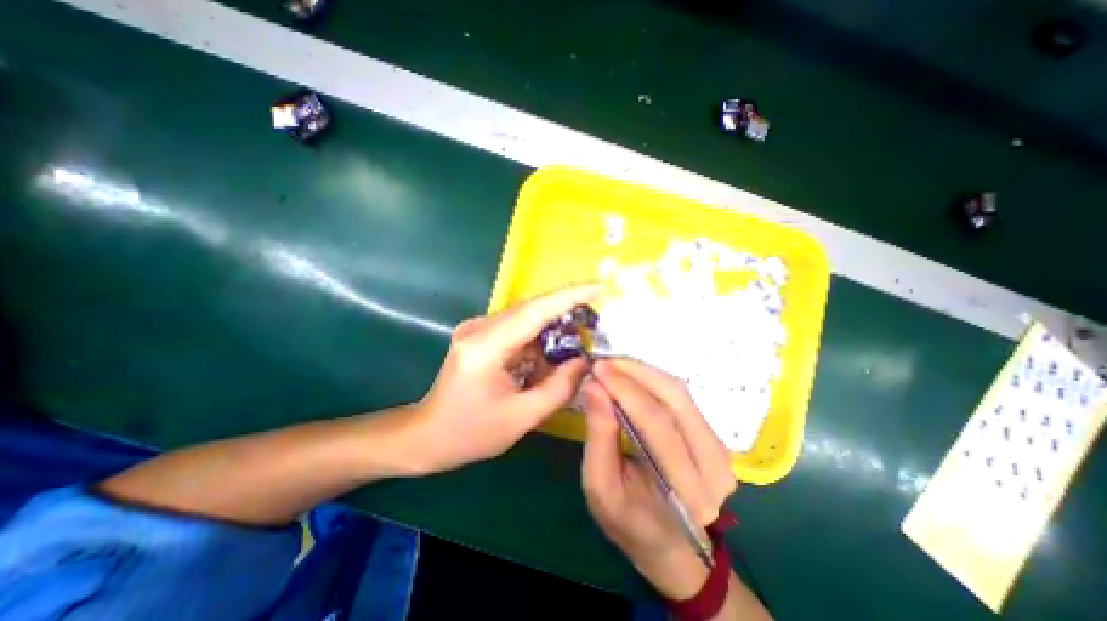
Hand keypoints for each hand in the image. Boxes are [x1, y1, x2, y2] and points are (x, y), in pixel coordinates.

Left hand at [405, 284, 600, 473]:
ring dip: (552, 330)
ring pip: (526, 319)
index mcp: (485, 347)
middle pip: (532, 310)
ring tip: (576, 346)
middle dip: (567, 313)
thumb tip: (585, 361)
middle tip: (596, 323)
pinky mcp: (480, 334)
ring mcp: (477, 328)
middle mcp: (479, 328)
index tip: (599, 287)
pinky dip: (538, 340)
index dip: (569, 296)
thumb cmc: (471, 433)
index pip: (534, 311)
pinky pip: (518, 329)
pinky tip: (549, 358)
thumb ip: (559, 388)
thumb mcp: (521, 417)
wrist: (428, 435)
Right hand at [581, 360, 731, 601]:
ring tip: (614, 367)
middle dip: (636, 373)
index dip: (625, 389)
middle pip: (675, 399)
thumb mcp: (600, 486)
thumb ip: (599, 435)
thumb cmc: (629, 522)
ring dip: (645, 373)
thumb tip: (593, 386)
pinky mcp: (714, 437)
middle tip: (604, 362)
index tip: (597, 367)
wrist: (669, 545)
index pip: (656, 422)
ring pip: (680, 393)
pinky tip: (632, 378)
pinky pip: (682, 398)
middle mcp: (714, 466)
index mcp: (687, 491)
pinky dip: (654, 381)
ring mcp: (720, 450)